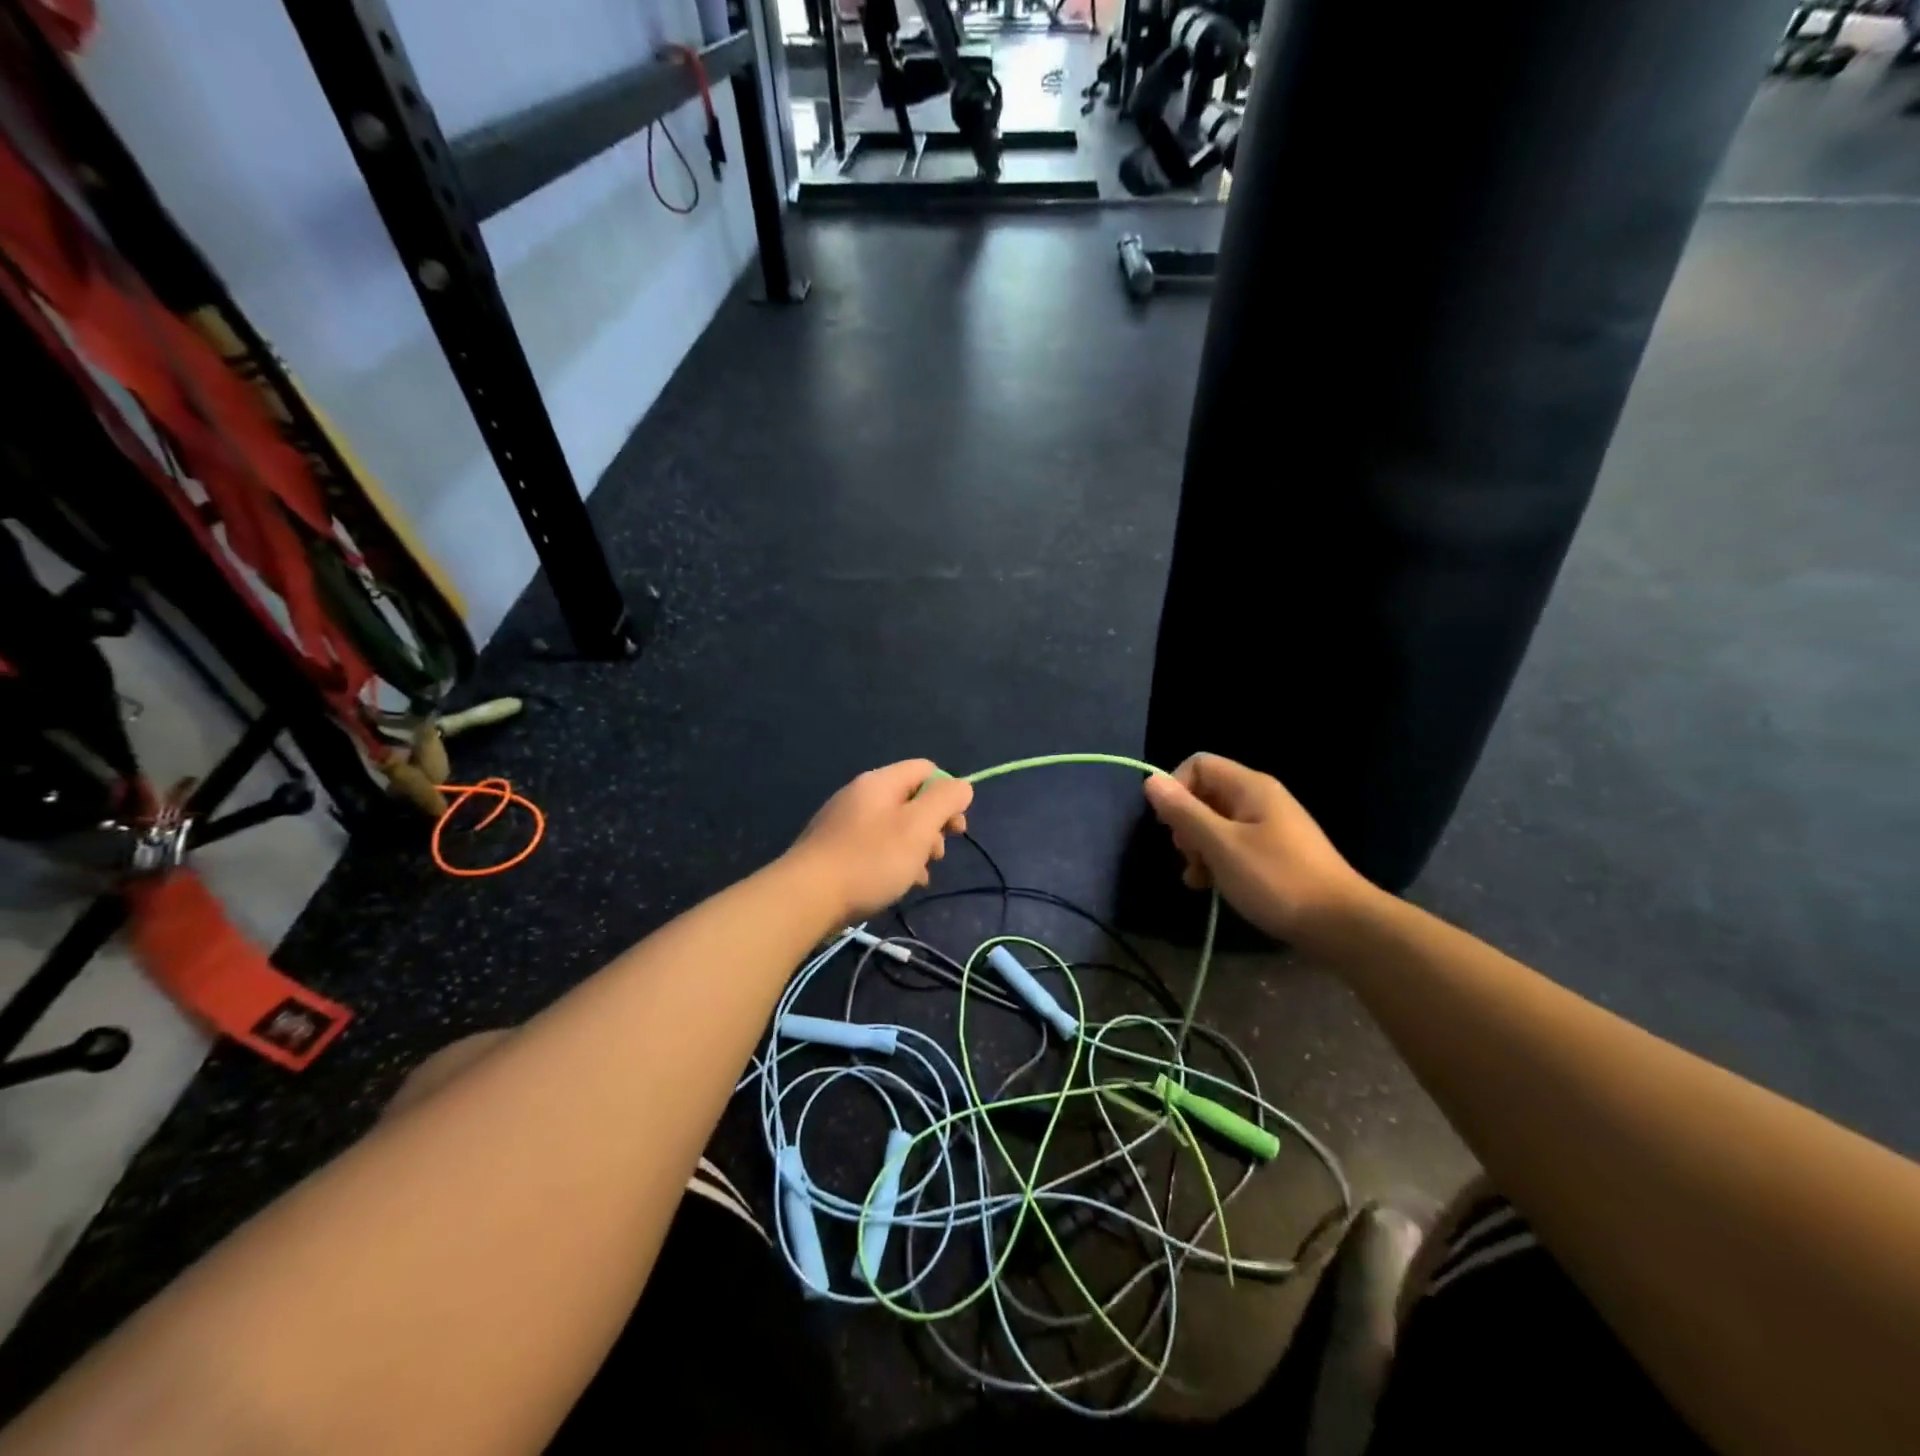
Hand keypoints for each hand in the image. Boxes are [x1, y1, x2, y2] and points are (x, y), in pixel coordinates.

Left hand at [787, 760, 973, 923]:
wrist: (806, 897)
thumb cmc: (870, 860)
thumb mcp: (918, 827)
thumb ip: (945, 800)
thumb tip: (961, 787)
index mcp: (880, 782)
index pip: (926, 770)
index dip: (948, 793)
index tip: (954, 828)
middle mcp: (860, 794)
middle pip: (911, 798)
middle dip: (932, 826)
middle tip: (936, 855)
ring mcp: (844, 821)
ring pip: (894, 826)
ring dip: (915, 848)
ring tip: (918, 877)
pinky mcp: (834, 848)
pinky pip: (874, 845)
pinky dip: (892, 860)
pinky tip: (897, 885)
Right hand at [1143, 753, 1367, 943]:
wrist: (1340, 925)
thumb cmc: (1276, 879)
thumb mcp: (1221, 845)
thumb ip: (1185, 812)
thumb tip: (1151, 780)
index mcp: (1250, 787)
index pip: (1198, 765)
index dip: (1176, 789)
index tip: (1169, 825)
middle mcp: (1260, 799)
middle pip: (1205, 794)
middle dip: (1186, 824)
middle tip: (1188, 855)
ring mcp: (1269, 827)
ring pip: (1216, 823)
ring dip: (1198, 848)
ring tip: (1198, 878)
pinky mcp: (1273, 853)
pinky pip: (1233, 844)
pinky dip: (1217, 861)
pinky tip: (1211, 886)